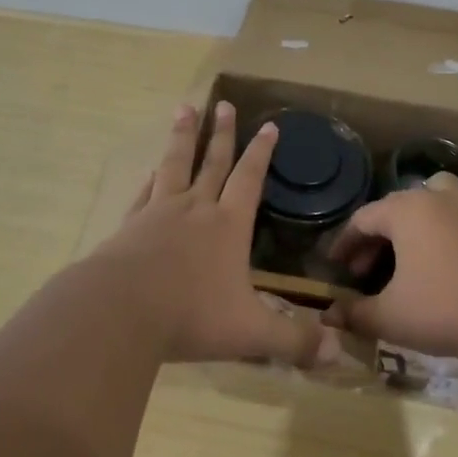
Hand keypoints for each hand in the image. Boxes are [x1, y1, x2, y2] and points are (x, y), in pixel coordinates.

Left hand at [92, 101, 340, 368]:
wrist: (120, 311)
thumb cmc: (191, 316)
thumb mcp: (251, 333)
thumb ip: (293, 341)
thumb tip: (337, 353)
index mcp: (228, 226)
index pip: (250, 180)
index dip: (261, 153)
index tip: (269, 125)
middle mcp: (195, 210)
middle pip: (212, 163)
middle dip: (222, 134)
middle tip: (222, 103)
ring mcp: (158, 213)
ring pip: (174, 165)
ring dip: (182, 137)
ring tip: (184, 109)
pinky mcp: (129, 226)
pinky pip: (144, 193)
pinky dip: (150, 178)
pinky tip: (150, 170)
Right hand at [325, 174, 457, 361]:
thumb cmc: (447, 310)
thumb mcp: (392, 318)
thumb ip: (356, 314)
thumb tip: (330, 316)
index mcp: (405, 212)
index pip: (362, 219)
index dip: (345, 243)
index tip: (336, 267)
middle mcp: (438, 198)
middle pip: (398, 206)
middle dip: (380, 235)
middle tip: (370, 269)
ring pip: (442, 192)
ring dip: (425, 212)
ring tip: (420, 243)